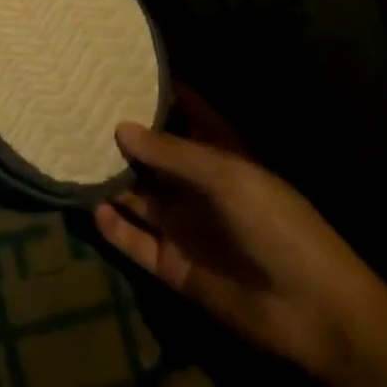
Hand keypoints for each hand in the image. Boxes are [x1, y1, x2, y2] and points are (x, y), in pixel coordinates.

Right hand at [95, 106, 385, 379]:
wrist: (314, 312)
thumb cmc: (278, 226)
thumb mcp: (227, 177)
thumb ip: (172, 153)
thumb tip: (120, 127)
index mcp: (221, 159)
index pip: (186, 117)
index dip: (159, 97)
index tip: (119, 74)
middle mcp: (197, 189)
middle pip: (152, 159)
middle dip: (122, 139)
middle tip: (77, 115)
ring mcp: (184, 227)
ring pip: (137, 197)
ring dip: (110, 182)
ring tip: (72, 159)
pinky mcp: (173, 266)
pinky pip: (134, 241)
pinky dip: (113, 227)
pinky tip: (93, 208)